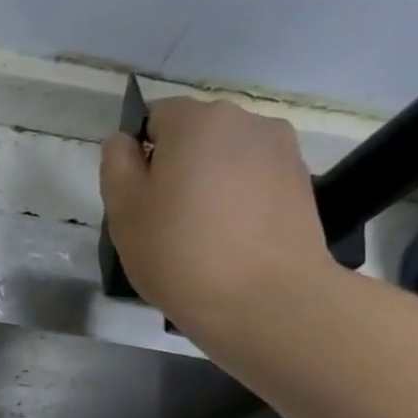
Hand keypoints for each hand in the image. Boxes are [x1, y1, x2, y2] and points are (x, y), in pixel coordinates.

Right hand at [99, 97, 333, 332]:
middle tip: (163, 222)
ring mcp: (282, 151)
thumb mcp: (124, 211)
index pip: (155, 117)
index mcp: (197, 121)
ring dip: (209, 184)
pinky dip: (238, 203)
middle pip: (195, 136)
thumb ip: (116, 164)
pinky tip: (231, 242)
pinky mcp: (302, 184)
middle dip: (176, 167)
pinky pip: (254, 182)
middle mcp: (246, 121)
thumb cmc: (180, 253)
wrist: (265, 300)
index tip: (136, 199)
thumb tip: (124, 141)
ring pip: (226, 159)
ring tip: (201, 236)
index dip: (138, 155)